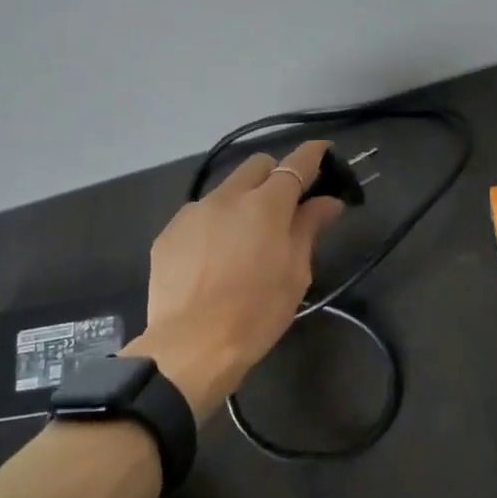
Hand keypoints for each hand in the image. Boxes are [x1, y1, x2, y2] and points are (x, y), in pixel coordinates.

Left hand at [124, 140, 343, 422]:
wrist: (191, 346)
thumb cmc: (256, 312)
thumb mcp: (295, 273)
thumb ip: (309, 228)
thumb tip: (327, 201)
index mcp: (266, 204)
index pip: (296, 164)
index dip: (312, 154)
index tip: (323, 152)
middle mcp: (227, 196)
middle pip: (256, 166)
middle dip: (274, 177)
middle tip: (283, 207)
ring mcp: (193, 212)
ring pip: (224, 190)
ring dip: (241, 202)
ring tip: (243, 241)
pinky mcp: (169, 232)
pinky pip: (198, 216)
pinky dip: (213, 225)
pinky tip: (213, 258)